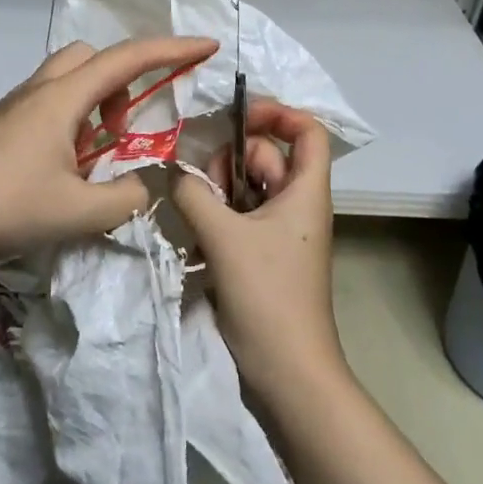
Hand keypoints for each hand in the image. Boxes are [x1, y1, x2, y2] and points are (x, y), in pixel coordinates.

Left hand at [0, 35, 217, 267]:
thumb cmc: (3, 207)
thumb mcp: (78, 212)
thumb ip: (125, 198)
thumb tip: (142, 188)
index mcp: (62, 99)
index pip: (127, 59)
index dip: (172, 49)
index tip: (207, 46)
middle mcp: (39, 91)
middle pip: (91, 57)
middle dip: (123, 81)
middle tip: (125, 129)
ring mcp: (15, 107)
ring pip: (67, 81)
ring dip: (95, 104)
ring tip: (96, 156)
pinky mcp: (0, 126)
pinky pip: (49, 105)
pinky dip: (72, 122)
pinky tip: (65, 169)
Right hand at [171, 100, 343, 400]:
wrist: (287, 370)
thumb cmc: (267, 296)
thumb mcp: (224, 237)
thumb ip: (194, 194)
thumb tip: (175, 173)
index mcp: (305, 191)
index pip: (307, 131)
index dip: (278, 113)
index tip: (237, 116)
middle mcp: (296, 204)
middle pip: (265, 156)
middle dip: (229, 160)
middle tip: (203, 188)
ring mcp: (279, 230)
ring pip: (245, 187)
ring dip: (217, 192)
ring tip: (197, 218)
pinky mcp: (262, 254)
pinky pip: (237, 216)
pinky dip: (216, 217)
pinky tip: (197, 238)